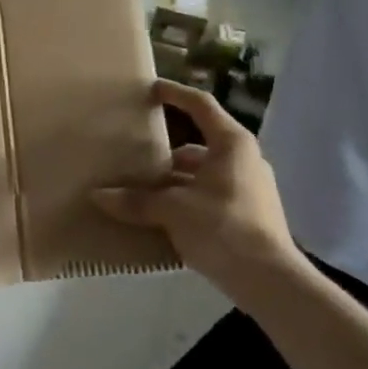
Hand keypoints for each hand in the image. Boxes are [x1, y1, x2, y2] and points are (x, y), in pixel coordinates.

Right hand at [94, 81, 303, 294]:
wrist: (269, 279)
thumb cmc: (223, 228)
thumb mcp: (173, 210)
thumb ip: (136, 201)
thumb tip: (98, 195)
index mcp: (231, 144)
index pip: (201, 106)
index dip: (175, 94)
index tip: (152, 89)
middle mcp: (243, 159)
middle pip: (198, 144)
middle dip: (165, 150)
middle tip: (135, 152)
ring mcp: (248, 187)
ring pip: (202, 173)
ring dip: (173, 179)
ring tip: (141, 187)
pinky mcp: (246, 214)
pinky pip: (208, 195)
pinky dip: (185, 199)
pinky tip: (161, 215)